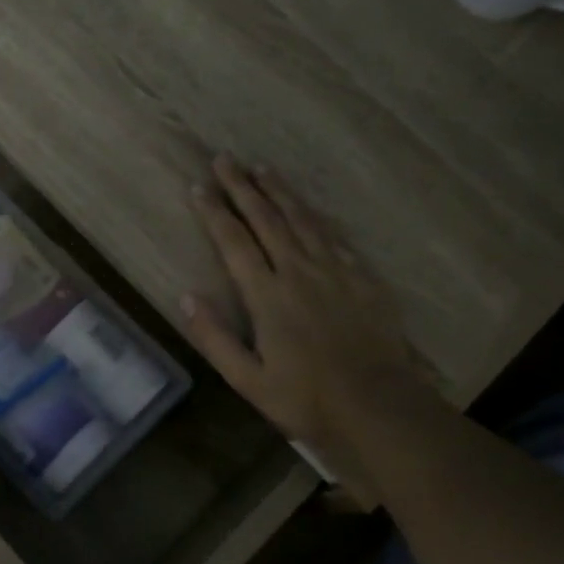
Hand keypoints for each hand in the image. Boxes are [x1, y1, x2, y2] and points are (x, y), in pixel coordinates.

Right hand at [183, 156, 422, 456]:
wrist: (378, 405)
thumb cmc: (306, 398)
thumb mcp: (247, 380)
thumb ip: (215, 337)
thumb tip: (185, 297)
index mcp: (268, 296)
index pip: (234, 242)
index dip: (215, 213)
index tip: (199, 187)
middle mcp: (299, 271)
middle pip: (267, 219)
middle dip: (243, 187)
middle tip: (226, 158)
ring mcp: (335, 271)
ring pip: (302, 219)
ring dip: (279, 191)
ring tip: (262, 168)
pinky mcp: (362, 278)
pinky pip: (333, 236)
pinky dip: (315, 216)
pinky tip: (308, 209)